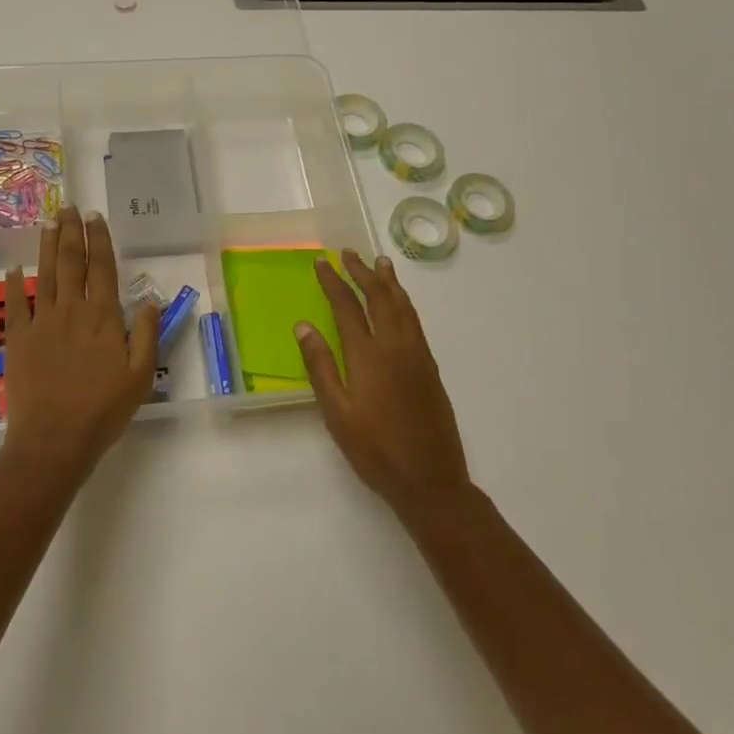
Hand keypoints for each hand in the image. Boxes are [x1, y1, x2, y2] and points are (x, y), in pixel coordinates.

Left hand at [0, 206, 158, 481]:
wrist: (54, 440)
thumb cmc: (103, 411)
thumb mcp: (140, 376)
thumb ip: (146, 334)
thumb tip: (149, 300)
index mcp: (103, 317)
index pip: (103, 268)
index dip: (100, 240)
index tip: (96, 218)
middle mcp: (72, 310)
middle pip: (72, 262)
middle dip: (72, 232)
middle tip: (69, 207)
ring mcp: (42, 322)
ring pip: (46, 274)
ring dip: (48, 246)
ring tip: (49, 222)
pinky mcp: (19, 339)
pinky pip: (16, 304)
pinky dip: (15, 283)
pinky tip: (15, 266)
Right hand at [297, 249, 471, 515]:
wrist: (430, 479)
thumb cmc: (375, 450)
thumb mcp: (336, 413)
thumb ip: (320, 366)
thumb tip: (303, 326)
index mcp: (368, 355)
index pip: (347, 307)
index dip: (333, 281)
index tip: (321, 263)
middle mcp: (395, 346)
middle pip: (379, 297)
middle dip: (362, 272)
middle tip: (349, 253)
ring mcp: (417, 355)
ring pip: (403, 306)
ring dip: (388, 282)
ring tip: (380, 263)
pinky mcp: (430, 367)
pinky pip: (415, 321)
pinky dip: (404, 302)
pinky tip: (400, 303)